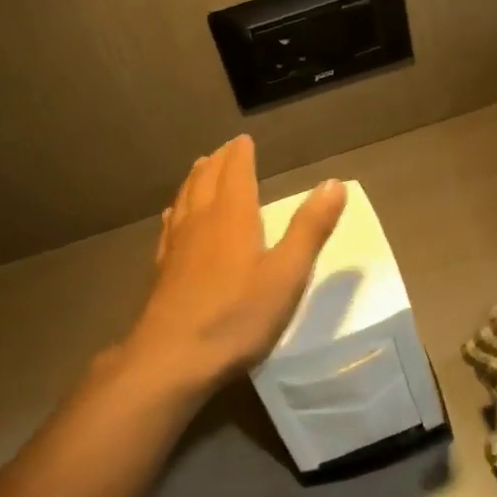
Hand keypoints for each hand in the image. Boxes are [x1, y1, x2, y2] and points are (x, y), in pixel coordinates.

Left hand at [118, 136, 346, 392]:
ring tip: (200, 168)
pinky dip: (176, 212)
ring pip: (185, 200)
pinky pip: (170, 228)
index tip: (243, 139)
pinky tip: (172, 216)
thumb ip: (310, 229)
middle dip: (217, 162)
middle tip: (224, 149)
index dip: (240, 154)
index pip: (235, 173)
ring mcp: (176, 247)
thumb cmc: (237, 317)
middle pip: (206, 181)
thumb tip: (334, 183)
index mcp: (232, 218)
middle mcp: (200, 223)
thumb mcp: (286, 275)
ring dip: (195, 180)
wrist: (173, 358)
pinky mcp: (162, 271)